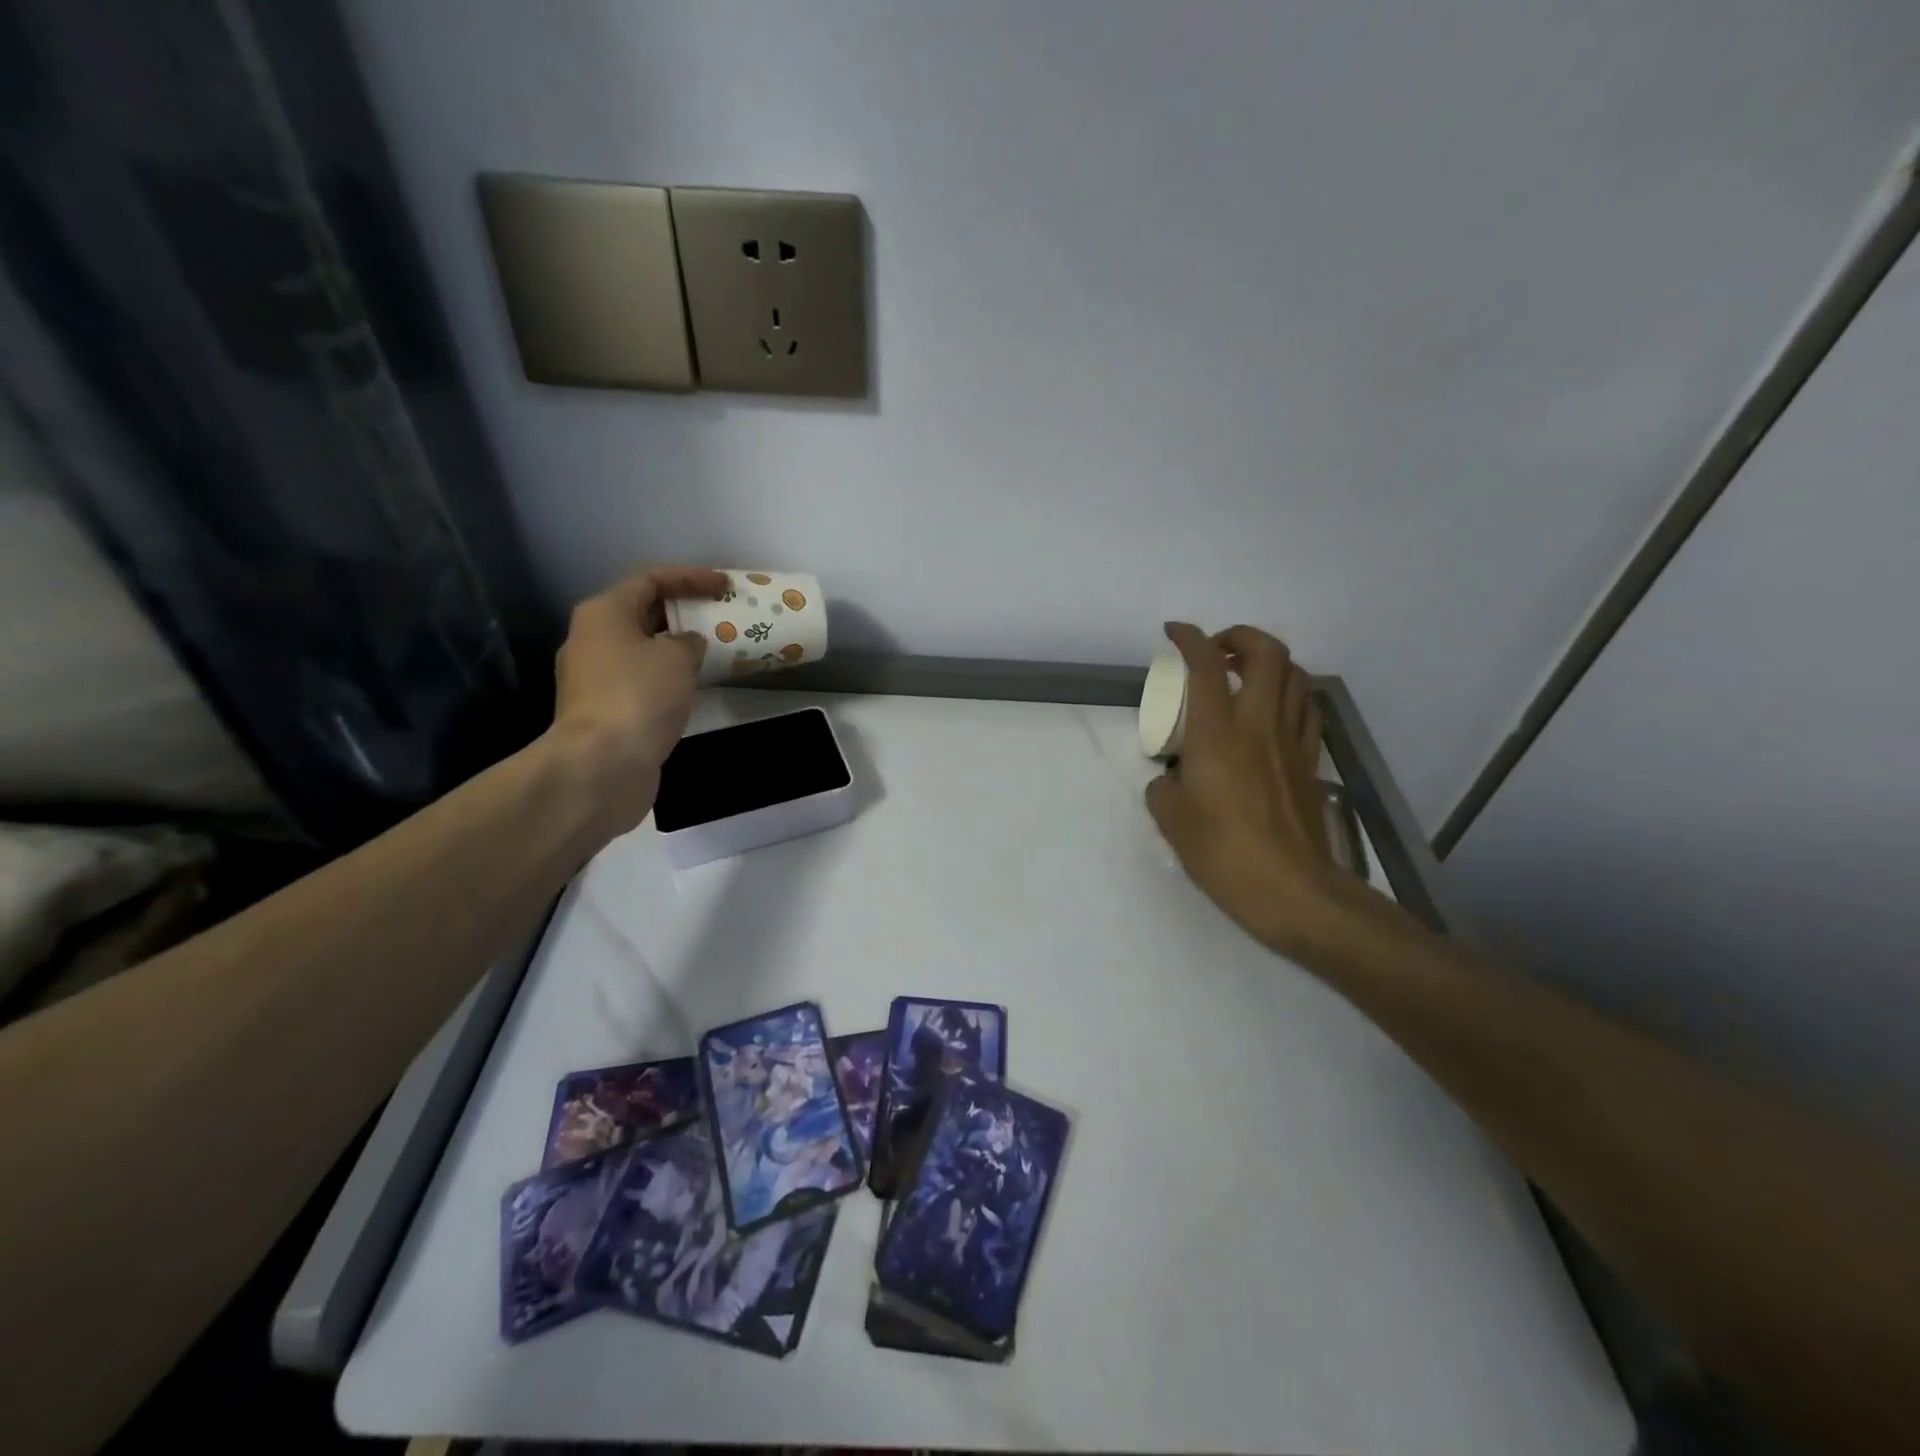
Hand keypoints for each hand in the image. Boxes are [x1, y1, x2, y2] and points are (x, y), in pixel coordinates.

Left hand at [547, 565, 727, 831]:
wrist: (602, 764)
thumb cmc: (639, 695)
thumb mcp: (677, 657)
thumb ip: (690, 641)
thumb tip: (687, 645)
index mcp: (604, 612)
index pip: (650, 579)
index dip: (690, 577)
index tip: (724, 586)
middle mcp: (592, 638)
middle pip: (642, 612)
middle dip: (683, 611)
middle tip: (720, 616)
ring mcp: (594, 677)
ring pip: (642, 648)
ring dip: (676, 647)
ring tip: (714, 650)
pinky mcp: (604, 710)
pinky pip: (642, 679)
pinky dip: (668, 676)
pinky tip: (694, 686)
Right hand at [1145, 623, 1339, 950]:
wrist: (1290, 890)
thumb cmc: (1222, 853)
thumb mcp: (1171, 820)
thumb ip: (1164, 787)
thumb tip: (1172, 779)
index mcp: (1217, 734)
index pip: (1206, 666)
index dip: (1189, 638)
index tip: (1173, 632)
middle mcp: (1259, 725)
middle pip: (1267, 653)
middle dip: (1240, 635)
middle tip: (1216, 649)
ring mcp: (1292, 742)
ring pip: (1295, 676)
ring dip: (1269, 661)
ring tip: (1245, 674)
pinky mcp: (1310, 763)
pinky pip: (1306, 710)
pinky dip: (1290, 695)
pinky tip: (1273, 712)